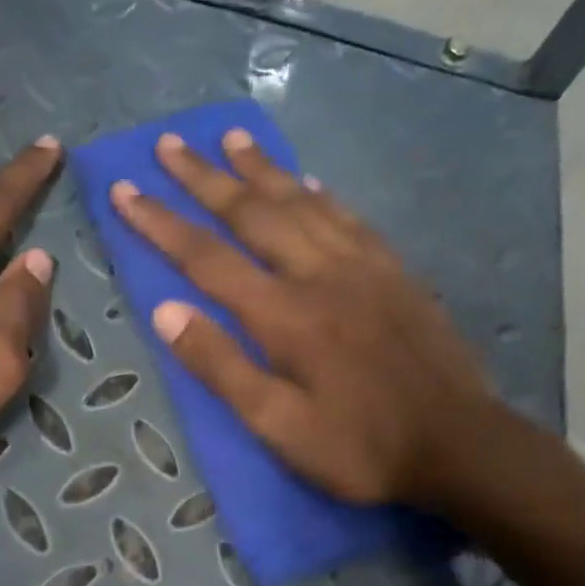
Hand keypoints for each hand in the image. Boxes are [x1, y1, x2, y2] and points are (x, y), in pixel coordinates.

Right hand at [110, 128, 501, 510]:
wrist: (459, 446)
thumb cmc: (358, 447)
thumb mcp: (277, 426)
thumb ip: (220, 367)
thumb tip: (165, 312)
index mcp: (283, 315)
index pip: (206, 257)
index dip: (161, 223)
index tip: (125, 190)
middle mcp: (319, 274)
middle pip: (252, 213)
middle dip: (204, 178)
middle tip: (169, 144)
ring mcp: (363, 267)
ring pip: (301, 202)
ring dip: (261, 169)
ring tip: (231, 139)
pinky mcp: (395, 272)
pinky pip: (348, 218)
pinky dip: (319, 193)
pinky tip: (306, 181)